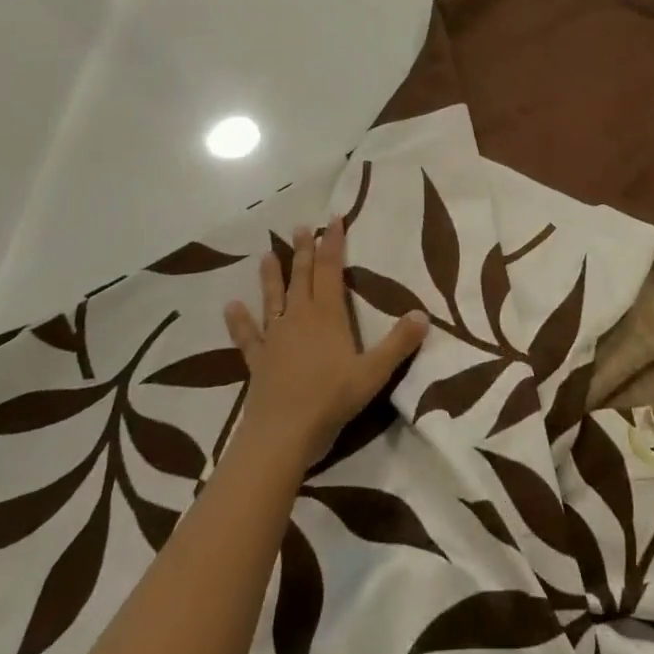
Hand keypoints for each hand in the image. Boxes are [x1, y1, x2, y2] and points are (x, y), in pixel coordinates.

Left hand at [224, 217, 428, 471]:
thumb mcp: (374, 372)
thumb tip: (423, 314)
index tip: (334, 219)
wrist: (282, 435)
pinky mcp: (258, 361)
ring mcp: (275, 339)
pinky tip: (231, 307)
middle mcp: (299, 318)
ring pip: (274, 299)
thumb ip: (399, 343)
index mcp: (327, 315)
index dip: (333, 244)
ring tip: (266, 255)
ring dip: (271, 277)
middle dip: (303, 251)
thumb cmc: (331, 400)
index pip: (330, 270)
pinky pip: (247, 336)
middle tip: (301, 226)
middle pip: (302, 277)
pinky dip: (239, 322)